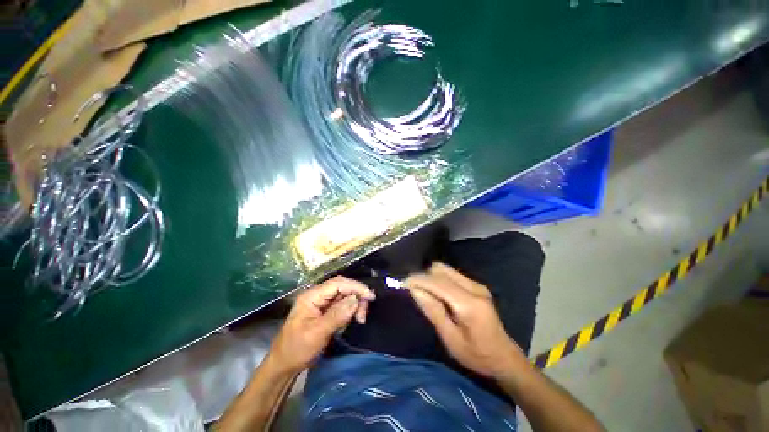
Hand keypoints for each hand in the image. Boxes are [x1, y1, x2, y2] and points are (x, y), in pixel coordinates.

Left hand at [269, 276, 375, 373]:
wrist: (283, 366)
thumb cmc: (296, 350)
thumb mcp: (316, 334)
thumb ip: (337, 315)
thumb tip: (355, 299)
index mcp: (312, 296)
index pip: (338, 284)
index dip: (355, 287)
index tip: (370, 296)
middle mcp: (317, 296)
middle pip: (343, 287)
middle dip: (356, 297)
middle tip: (363, 314)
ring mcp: (321, 303)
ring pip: (344, 296)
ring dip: (355, 305)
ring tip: (360, 319)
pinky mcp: (325, 311)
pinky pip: (342, 305)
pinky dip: (350, 311)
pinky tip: (352, 320)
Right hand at [406, 262, 525, 378]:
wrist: (505, 357)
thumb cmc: (477, 356)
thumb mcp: (451, 340)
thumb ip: (433, 312)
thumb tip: (415, 290)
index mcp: (469, 304)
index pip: (437, 282)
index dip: (418, 280)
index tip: (403, 283)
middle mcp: (474, 287)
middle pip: (440, 269)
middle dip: (424, 277)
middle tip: (414, 291)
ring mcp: (476, 284)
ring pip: (445, 269)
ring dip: (431, 277)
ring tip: (424, 292)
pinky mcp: (476, 285)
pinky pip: (451, 274)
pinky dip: (439, 279)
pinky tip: (437, 293)